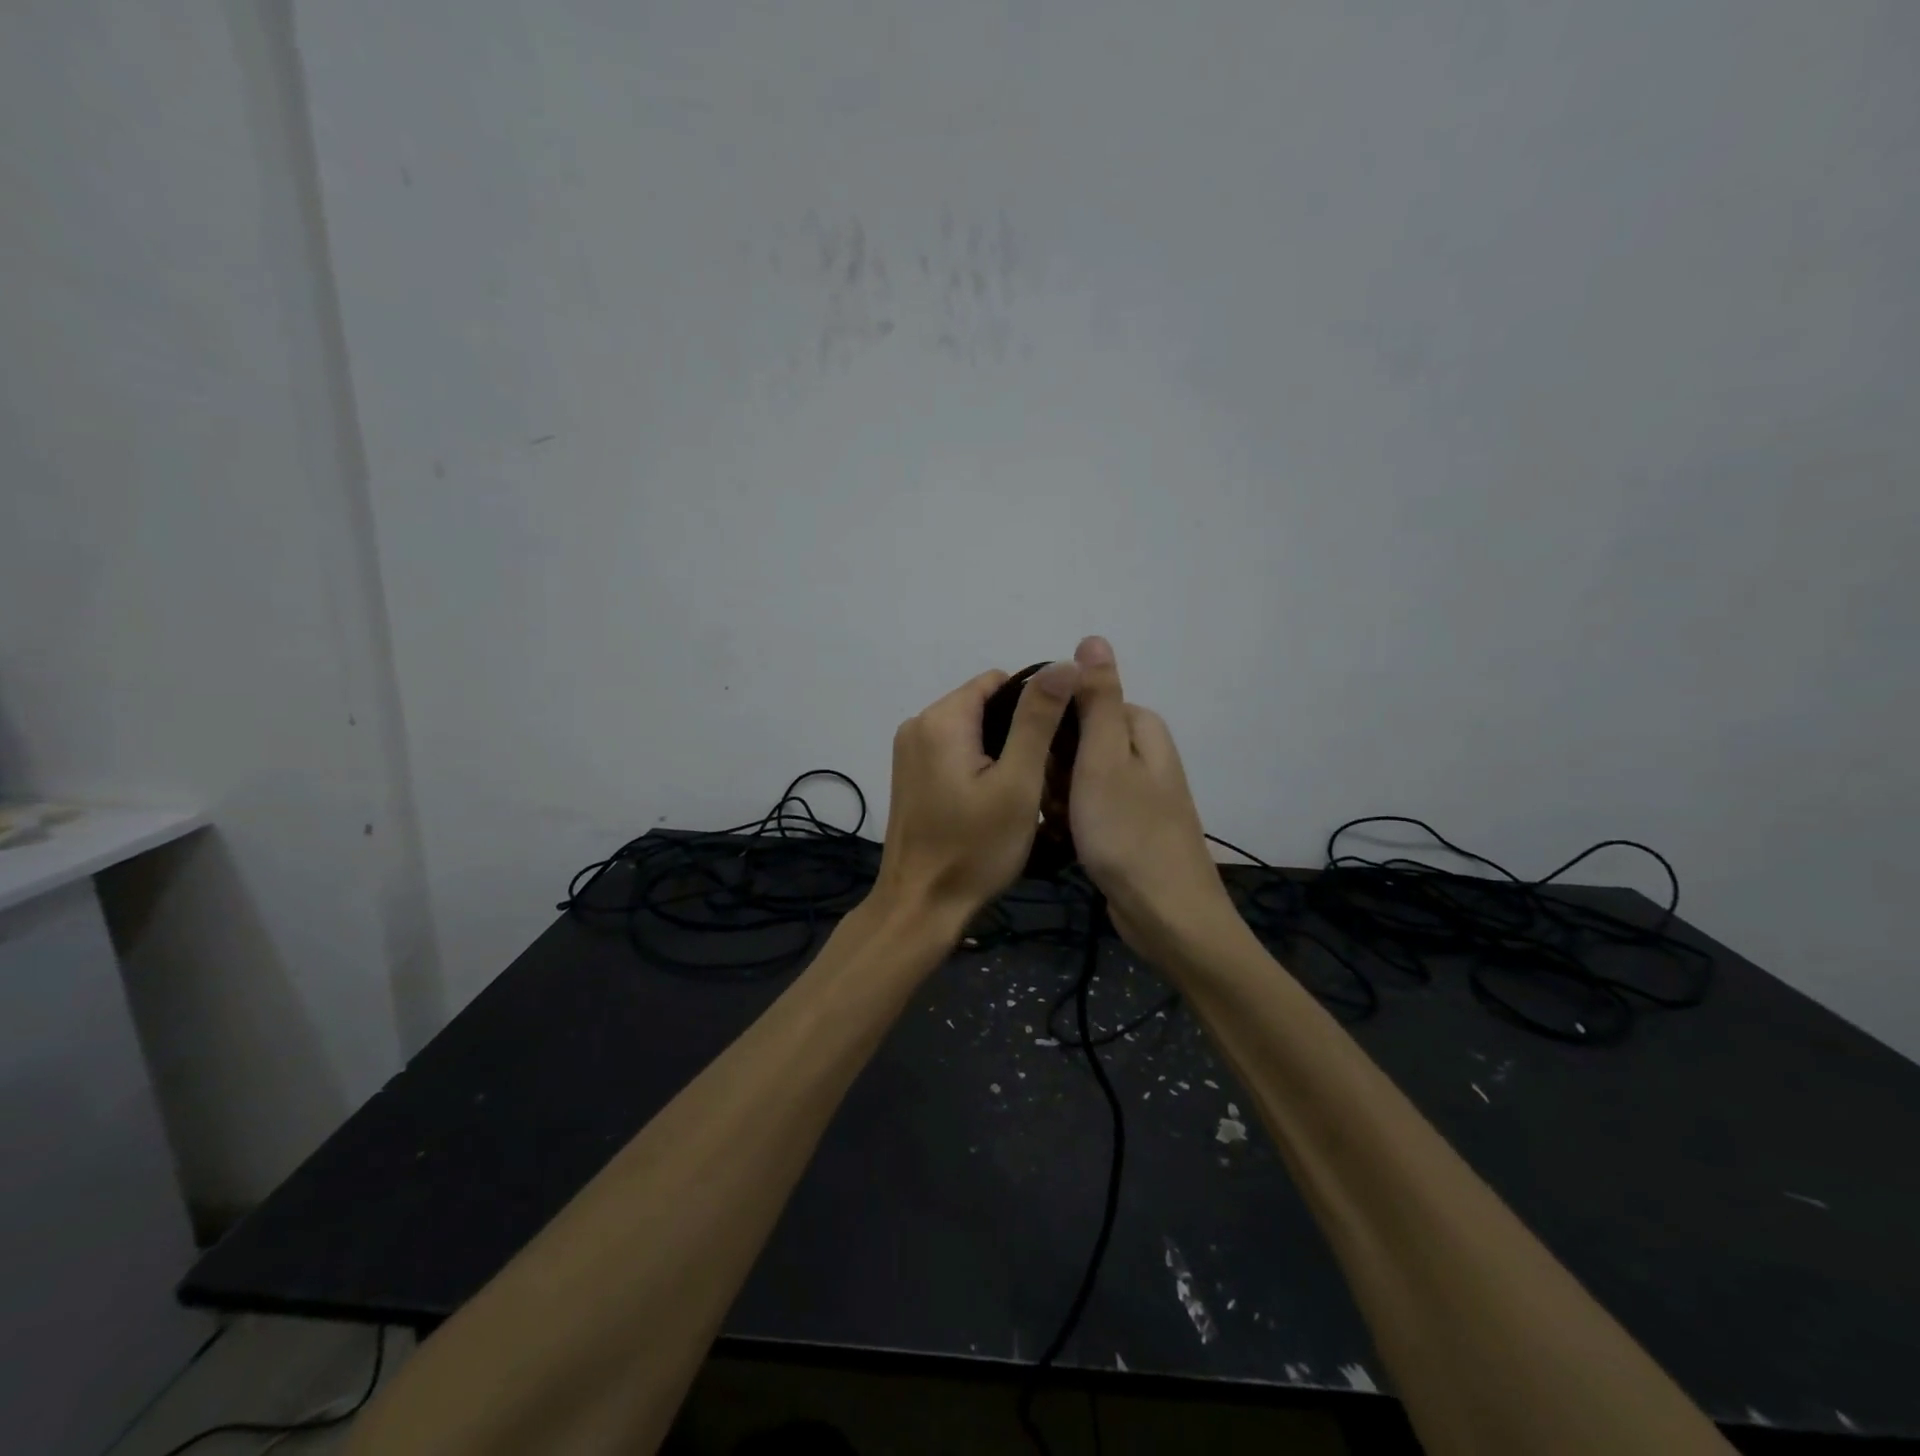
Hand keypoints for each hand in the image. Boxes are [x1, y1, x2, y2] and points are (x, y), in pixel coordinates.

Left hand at [873, 661, 1080, 927]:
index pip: (1000, 681)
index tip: (1058, 741)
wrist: (921, 907)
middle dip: (1019, 729)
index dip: (1036, 703)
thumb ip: (1038, 719)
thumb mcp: (1018, 782)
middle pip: (984, 704)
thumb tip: (1065, 662)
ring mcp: (909, 751)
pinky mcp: (909, 775)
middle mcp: (918, 724)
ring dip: (1001, 749)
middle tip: (1046, 772)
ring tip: (1026, 788)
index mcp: (942, 719)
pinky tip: (996, 798)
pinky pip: (954, 751)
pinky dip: (979, 764)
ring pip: (971, 729)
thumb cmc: (975, 848)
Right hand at [1068, 636, 1238, 966]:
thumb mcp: (1104, 759)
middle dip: (1052, 767)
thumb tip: (1093, 638)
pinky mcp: (1124, 821)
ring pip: (1072, 774)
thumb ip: (1097, 698)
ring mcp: (1133, 789)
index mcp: (1139, 727)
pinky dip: (1069, 818)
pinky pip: (1082, 804)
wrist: (1165, 915)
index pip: (1076, 702)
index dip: (1050, 728)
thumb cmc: (1128, 833)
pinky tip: (1066, 838)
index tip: (1039, 758)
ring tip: (1060, 823)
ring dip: (1056, 796)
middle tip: (1055, 799)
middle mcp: (1139, 752)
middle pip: (1073, 738)